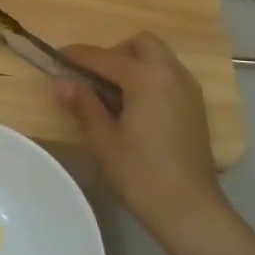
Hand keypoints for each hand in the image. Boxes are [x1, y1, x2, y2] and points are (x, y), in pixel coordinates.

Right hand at [58, 34, 229, 248]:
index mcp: (147, 78)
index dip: (78, 55)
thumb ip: (83, 104)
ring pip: (159, 58)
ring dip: (134, 64)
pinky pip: (169, 76)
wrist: (190, 210)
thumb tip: (63, 81)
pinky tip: (135, 106)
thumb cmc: (141, 174)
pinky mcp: (196, 107)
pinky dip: (150, 78)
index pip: (105, 57)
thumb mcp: (103, 139)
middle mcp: (172, 74)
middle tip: (94, 77)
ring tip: (112, 93)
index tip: (57, 56)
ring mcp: (189, 90)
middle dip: (115, 52)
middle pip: (141, 43)